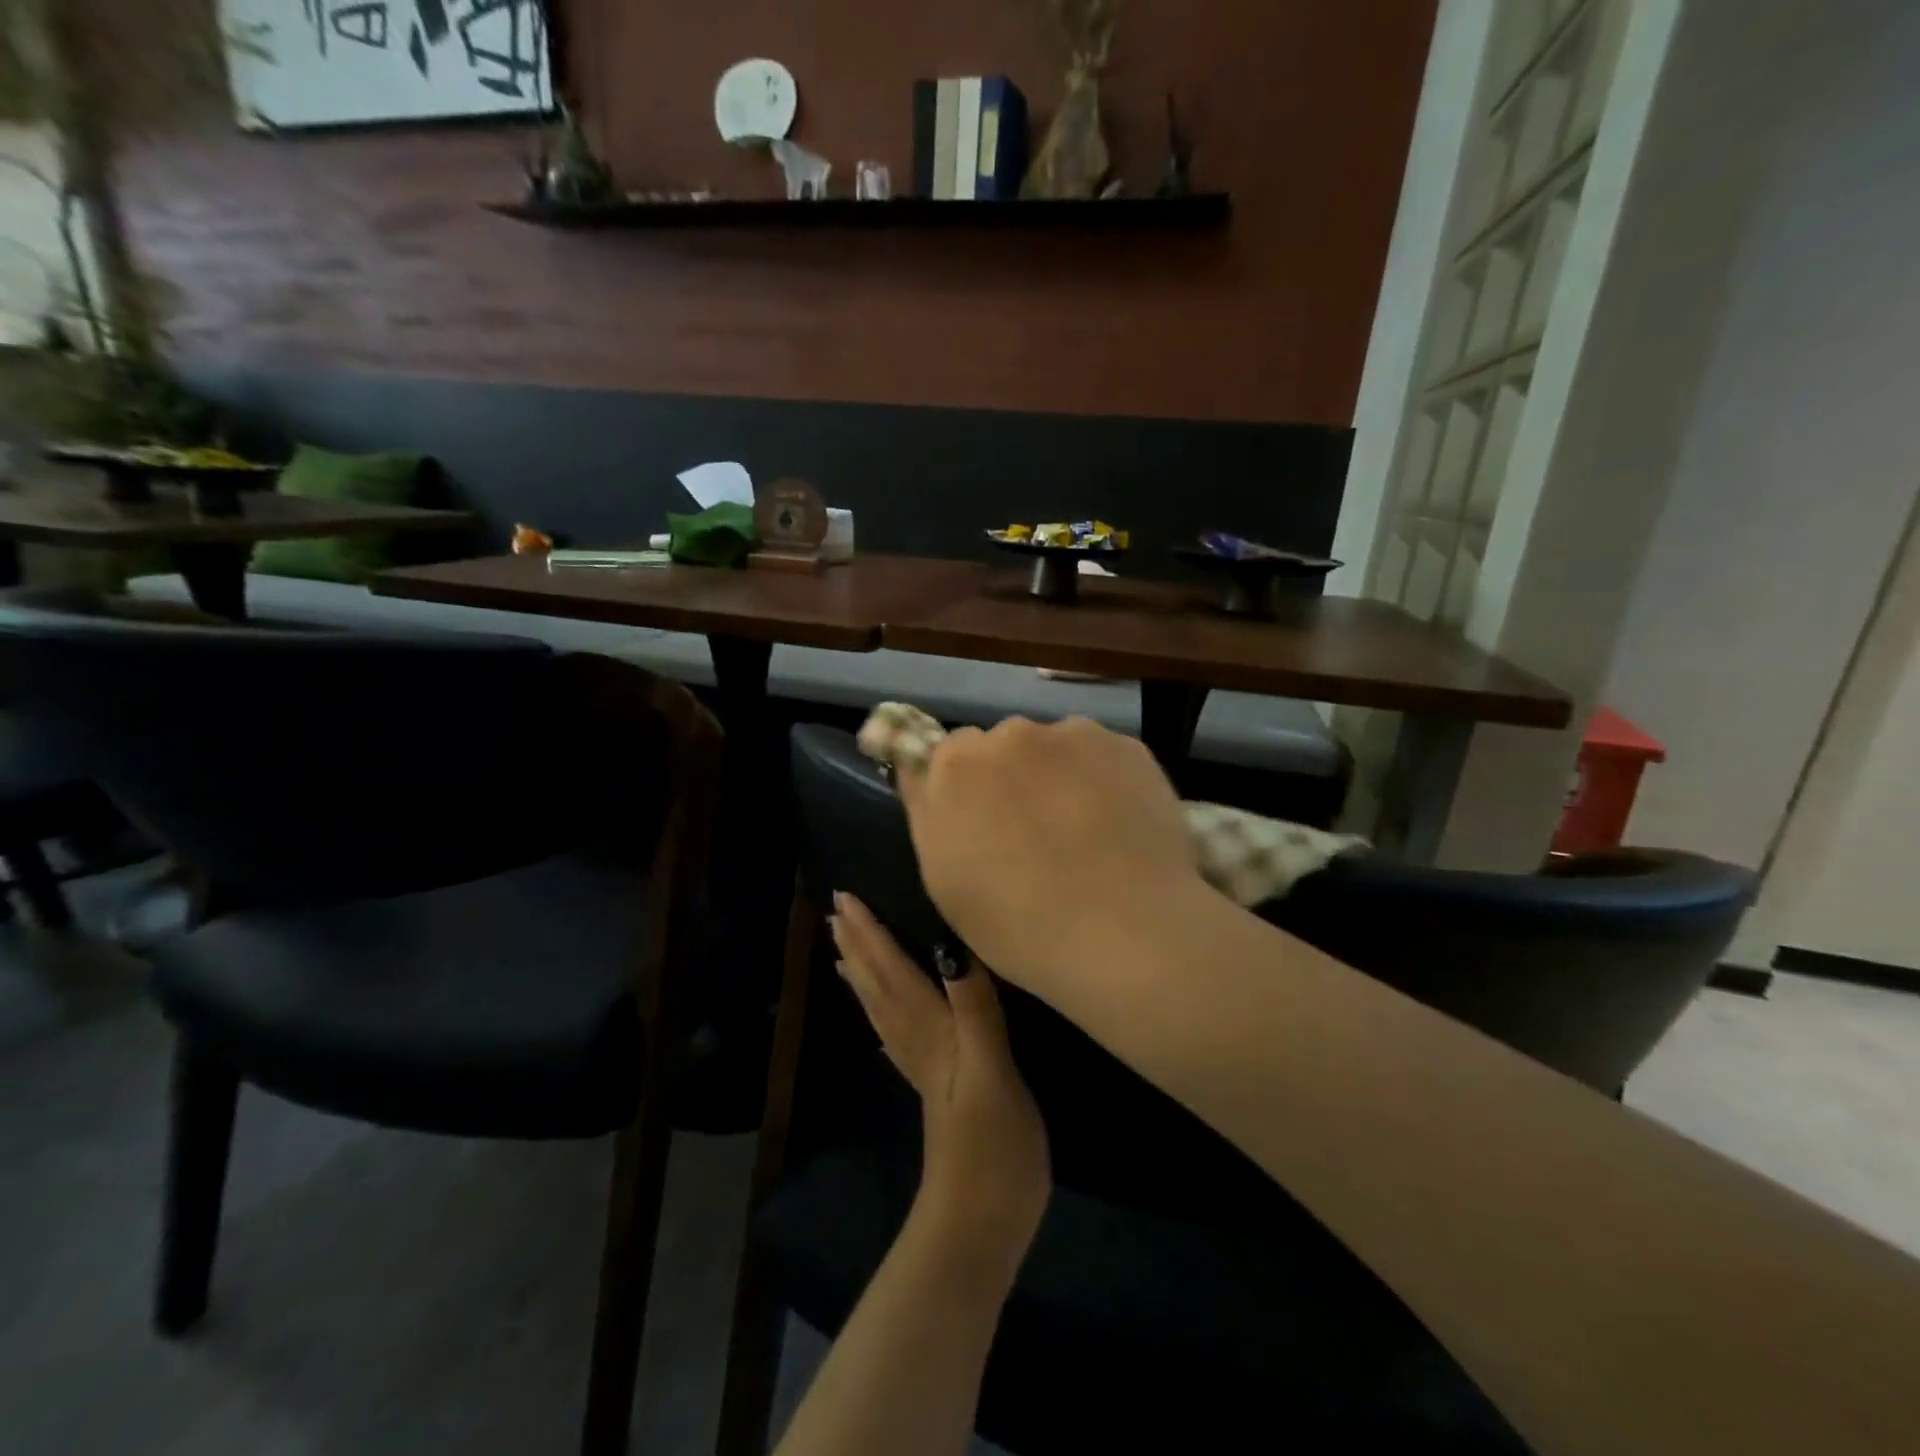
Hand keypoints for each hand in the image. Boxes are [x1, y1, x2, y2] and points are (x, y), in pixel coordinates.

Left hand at [830, 893, 1049, 1274]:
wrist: (980, 1223)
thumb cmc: (991, 1145)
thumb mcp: (990, 1068)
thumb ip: (973, 1006)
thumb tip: (949, 945)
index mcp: (927, 1029)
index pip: (890, 969)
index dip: (871, 932)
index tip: (846, 897)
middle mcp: (916, 1040)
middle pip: (878, 984)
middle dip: (858, 945)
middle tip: (835, 912)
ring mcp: (921, 1067)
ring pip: (881, 1008)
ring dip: (863, 974)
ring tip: (844, 950)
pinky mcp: (933, 1088)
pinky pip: (895, 1036)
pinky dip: (881, 1015)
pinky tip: (881, 1016)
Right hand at [893, 716, 1200, 994]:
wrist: (1128, 936)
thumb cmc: (1019, 924)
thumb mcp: (944, 880)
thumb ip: (929, 812)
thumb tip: (926, 773)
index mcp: (956, 765)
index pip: (946, 755)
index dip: (963, 790)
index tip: (981, 823)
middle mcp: (1011, 733)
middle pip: (1001, 745)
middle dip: (1010, 776)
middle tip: (1034, 831)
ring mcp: (1073, 735)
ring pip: (1053, 747)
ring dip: (1056, 774)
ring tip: (1083, 830)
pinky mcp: (1127, 745)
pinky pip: (1100, 755)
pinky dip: (1101, 779)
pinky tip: (1117, 824)